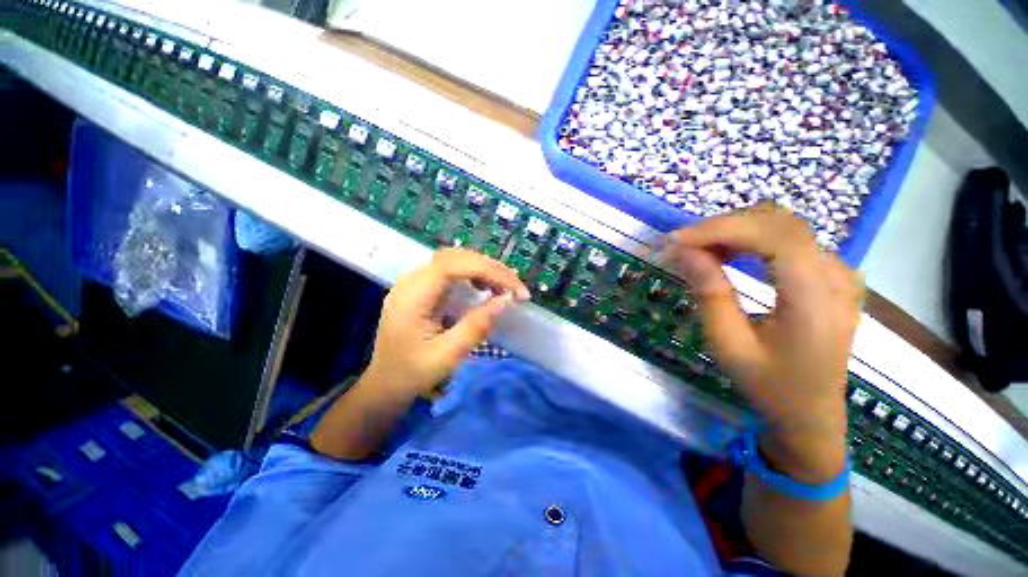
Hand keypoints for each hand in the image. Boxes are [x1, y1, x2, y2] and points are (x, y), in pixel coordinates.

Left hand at [364, 248, 529, 400]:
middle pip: (454, 257)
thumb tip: (504, 301)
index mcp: (411, 297)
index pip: (451, 265)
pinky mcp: (422, 288)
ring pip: (454, 260)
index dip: (486, 270)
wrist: (385, 383)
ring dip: (483, 269)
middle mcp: (411, 281)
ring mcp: (415, 282)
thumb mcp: (446, 356)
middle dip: (489, 268)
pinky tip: (485, 286)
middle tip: (515, 287)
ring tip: (505, 286)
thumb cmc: (412, 373)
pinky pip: (451, 270)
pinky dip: (473, 274)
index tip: (513, 289)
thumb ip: (475, 327)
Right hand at [664, 203, 862, 481]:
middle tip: (682, 247)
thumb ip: (709, 294)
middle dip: (722, 227)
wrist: (812, 412)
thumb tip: (685, 252)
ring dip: (735, 231)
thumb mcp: (729, 346)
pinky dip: (751, 239)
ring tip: (699, 252)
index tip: (675, 241)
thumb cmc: (769, 385)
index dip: (719, 229)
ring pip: (782, 225)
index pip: (771, 235)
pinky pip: (789, 240)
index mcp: (815, 297)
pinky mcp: (832, 274)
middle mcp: (836, 274)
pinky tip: (728, 255)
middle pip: (777, 222)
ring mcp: (839, 271)